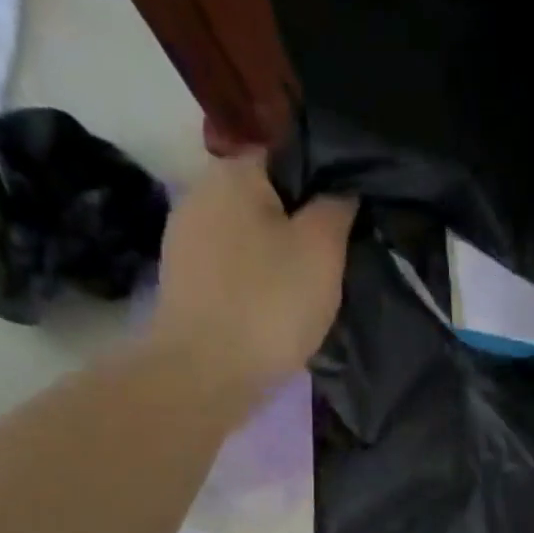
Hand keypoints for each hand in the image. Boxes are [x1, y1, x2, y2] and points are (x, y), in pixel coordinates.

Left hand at [145, 152, 356, 401]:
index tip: (348, 223)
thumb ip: (337, 207)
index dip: (325, 186)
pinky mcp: (185, 284)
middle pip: (266, 200)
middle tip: (333, 264)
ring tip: (307, 293)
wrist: (205, 374)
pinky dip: (256, 286)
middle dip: (299, 226)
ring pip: (249, 239)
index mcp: (234, 172)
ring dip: (277, 260)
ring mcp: (186, 241)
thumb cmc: (269, 304)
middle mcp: (201, 193)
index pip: (289, 158)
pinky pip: (233, 273)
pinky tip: (274, 313)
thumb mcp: (322, 249)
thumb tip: (342, 187)